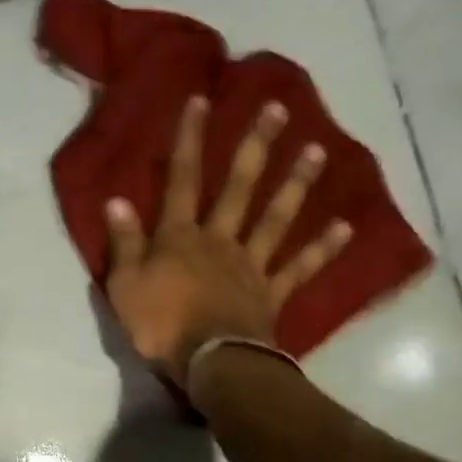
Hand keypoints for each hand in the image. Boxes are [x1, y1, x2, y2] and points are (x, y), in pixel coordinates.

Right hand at [103, 96, 350, 387]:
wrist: (210, 362)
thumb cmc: (160, 325)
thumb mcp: (125, 286)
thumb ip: (124, 243)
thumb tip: (116, 200)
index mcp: (181, 238)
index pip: (182, 180)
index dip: (190, 140)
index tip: (202, 100)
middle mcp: (220, 241)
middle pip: (240, 188)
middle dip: (256, 147)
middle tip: (279, 110)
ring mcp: (251, 266)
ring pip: (275, 219)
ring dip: (296, 185)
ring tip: (318, 150)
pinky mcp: (272, 294)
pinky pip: (300, 268)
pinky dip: (323, 249)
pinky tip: (345, 226)